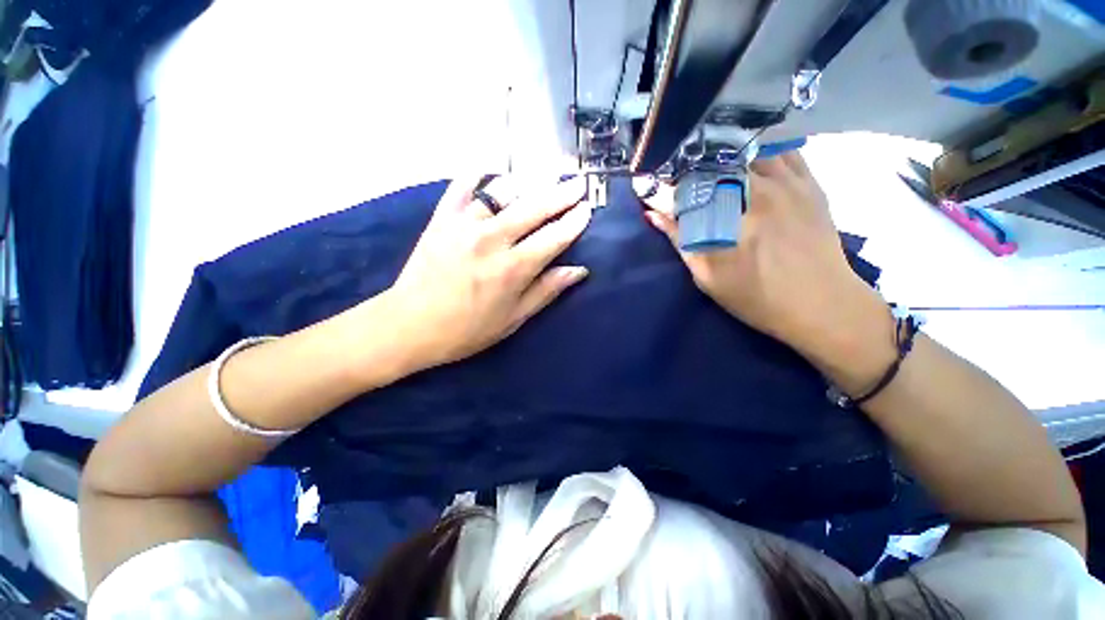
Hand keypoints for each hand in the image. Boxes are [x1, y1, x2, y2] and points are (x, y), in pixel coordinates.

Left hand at [384, 176, 591, 369]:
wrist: (410, 325)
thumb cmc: (467, 330)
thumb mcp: (513, 319)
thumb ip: (546, 290)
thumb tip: (578, 271)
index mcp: (513, 269)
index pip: (554, 238)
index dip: (574, 222)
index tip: (587, 210)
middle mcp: (492, 240)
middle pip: (534, 208)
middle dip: (561, 194)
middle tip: (577, 183)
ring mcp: (464, 225)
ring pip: (502, 193)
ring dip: (525, 186)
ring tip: (539, 183)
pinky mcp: (441, 219)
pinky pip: (461, 187)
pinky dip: (475, 176)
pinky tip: (487, 172)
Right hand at [639, 152, 890, 375]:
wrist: (822, 304)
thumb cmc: (757, 297)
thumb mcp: (708, 276)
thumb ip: (680, 240)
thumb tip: (654, 214)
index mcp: (730, 219)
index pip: (686, 190)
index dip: (662, 187)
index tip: (647, 186)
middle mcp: (758, 191)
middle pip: (715, 161)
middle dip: (689, 166)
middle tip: (678, 176)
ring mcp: (788, 183)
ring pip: (748, 149)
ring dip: (723, 154)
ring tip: (709, 164)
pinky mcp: (809, 183)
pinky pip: (782, 150)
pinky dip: (759, 150)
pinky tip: (748, 159)